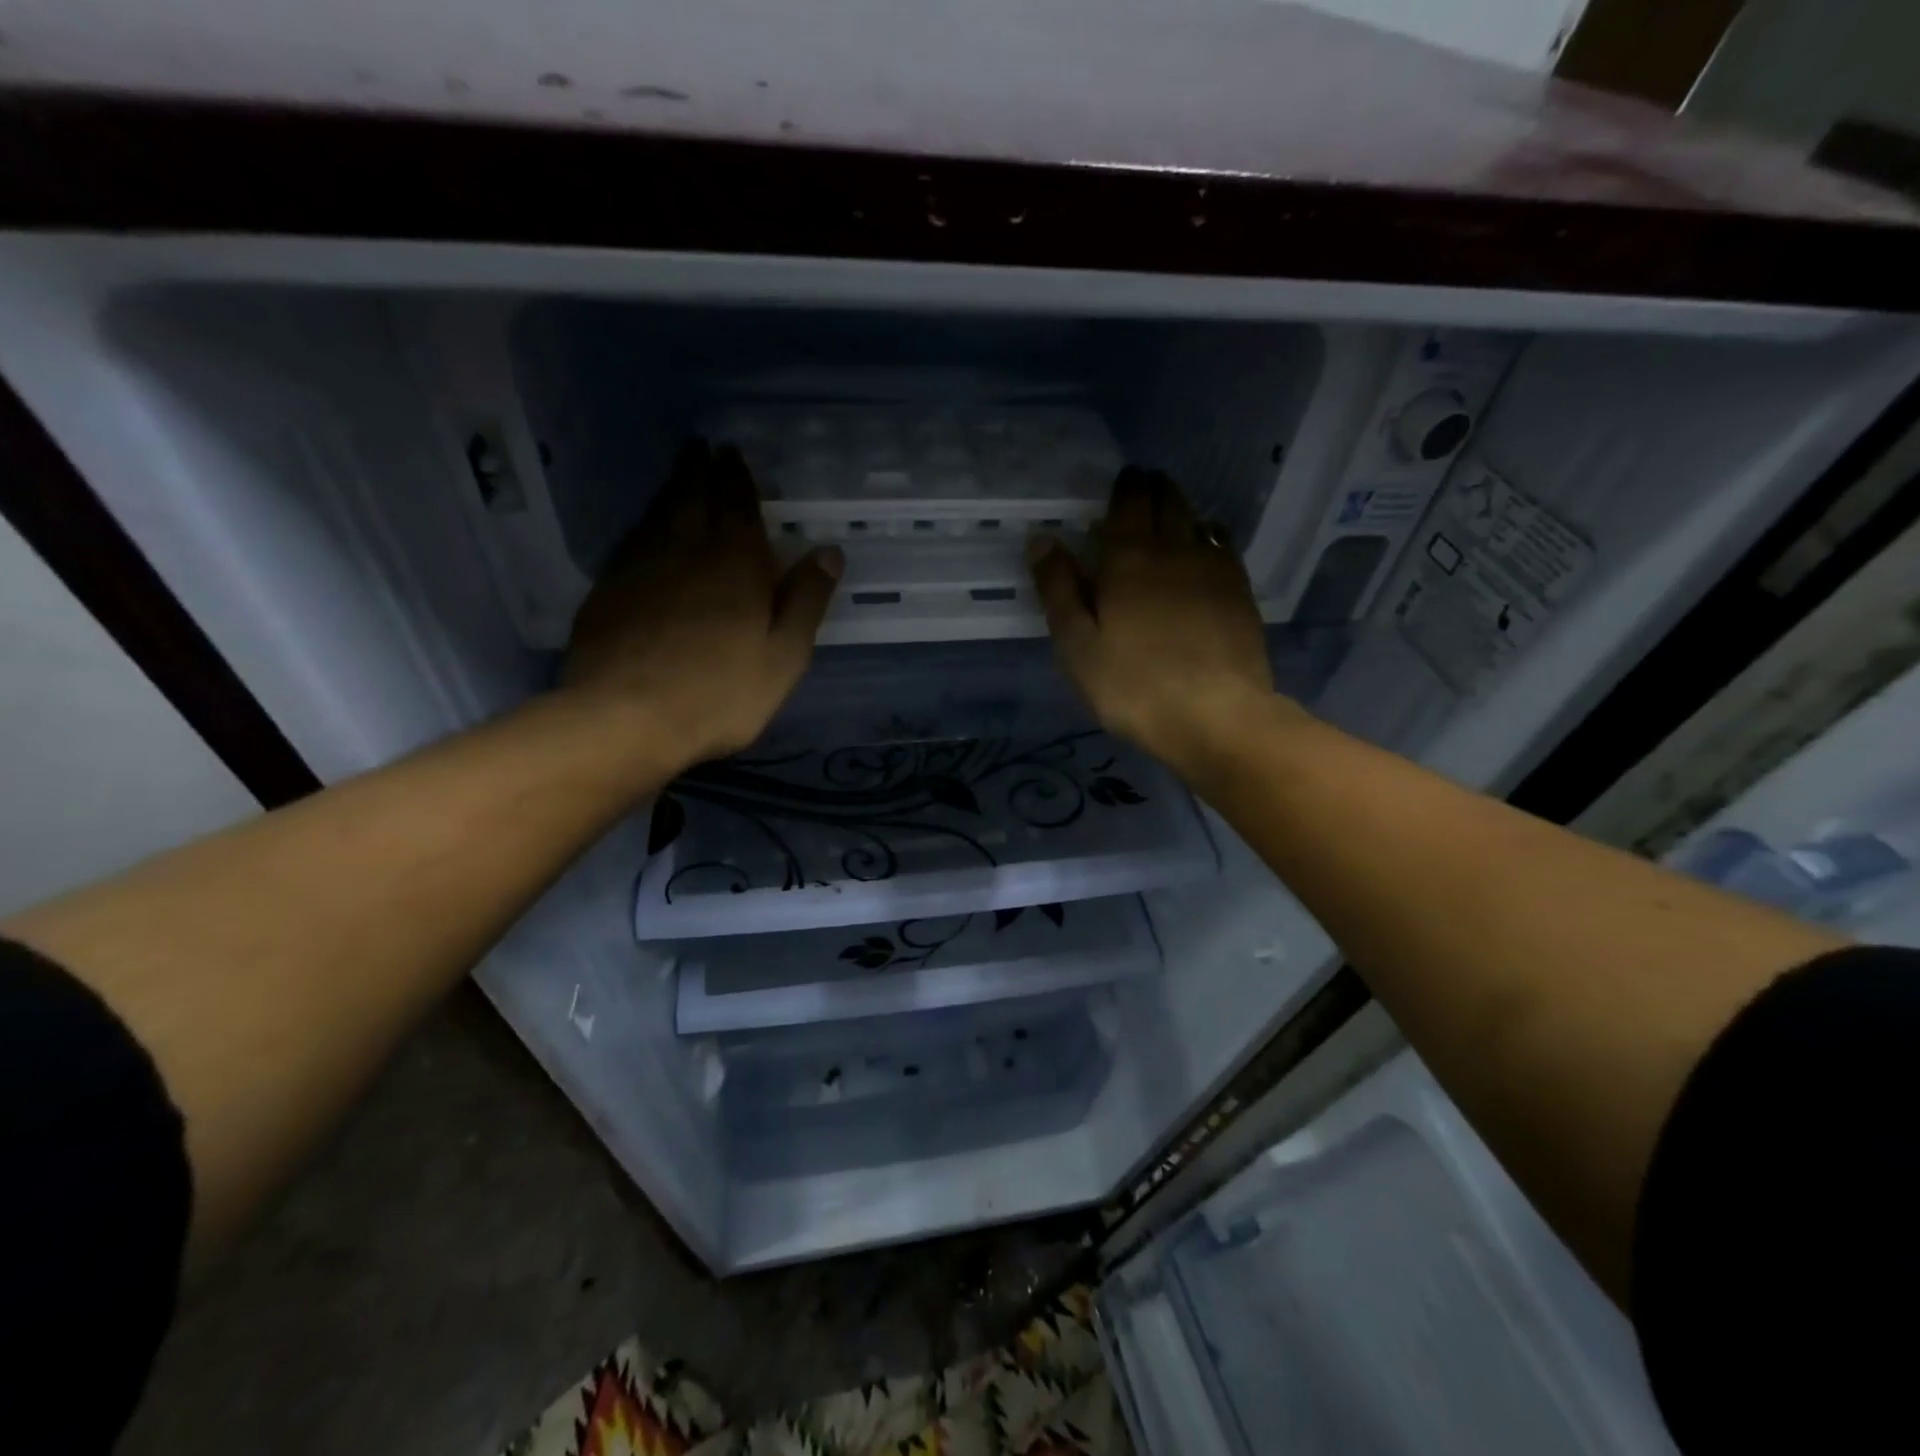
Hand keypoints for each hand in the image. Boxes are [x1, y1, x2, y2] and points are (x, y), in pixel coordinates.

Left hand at [560, 441, 842, 768]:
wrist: (625, 718)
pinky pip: (631, 543)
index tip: (732, 452)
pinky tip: (646, 535)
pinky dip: (645, 527)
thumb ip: (807, 601)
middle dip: (699, 470)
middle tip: (701, 448)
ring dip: (670, 492)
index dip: (736, 477)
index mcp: (734, 561)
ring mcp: (638, 568)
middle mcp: (684, 550)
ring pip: (657, 515)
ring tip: (678, 478)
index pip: (737, 504)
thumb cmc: (720, 691)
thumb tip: (829, 552)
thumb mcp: (784, 654)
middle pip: (691, 497)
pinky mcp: (607, 592)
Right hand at [1029, 468, 1281, 765]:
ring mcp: (1214, 569)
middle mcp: (1175, 550)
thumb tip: (1042, 539)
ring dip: (1183, 508)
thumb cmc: (1132, 685)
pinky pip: (1224, 547)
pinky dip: (1211, 535)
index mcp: (1129, 559)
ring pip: (1199, 520)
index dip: (1125, 486)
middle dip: (1155, 488)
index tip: (1123, 479)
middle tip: (1145, 486)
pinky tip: (1206, 546)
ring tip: (1173, 511)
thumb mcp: (1077, 645)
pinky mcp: (1240, 593)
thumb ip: (1058, 590)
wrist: (1214, 715)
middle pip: (1168, 502)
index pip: (1129, 503)